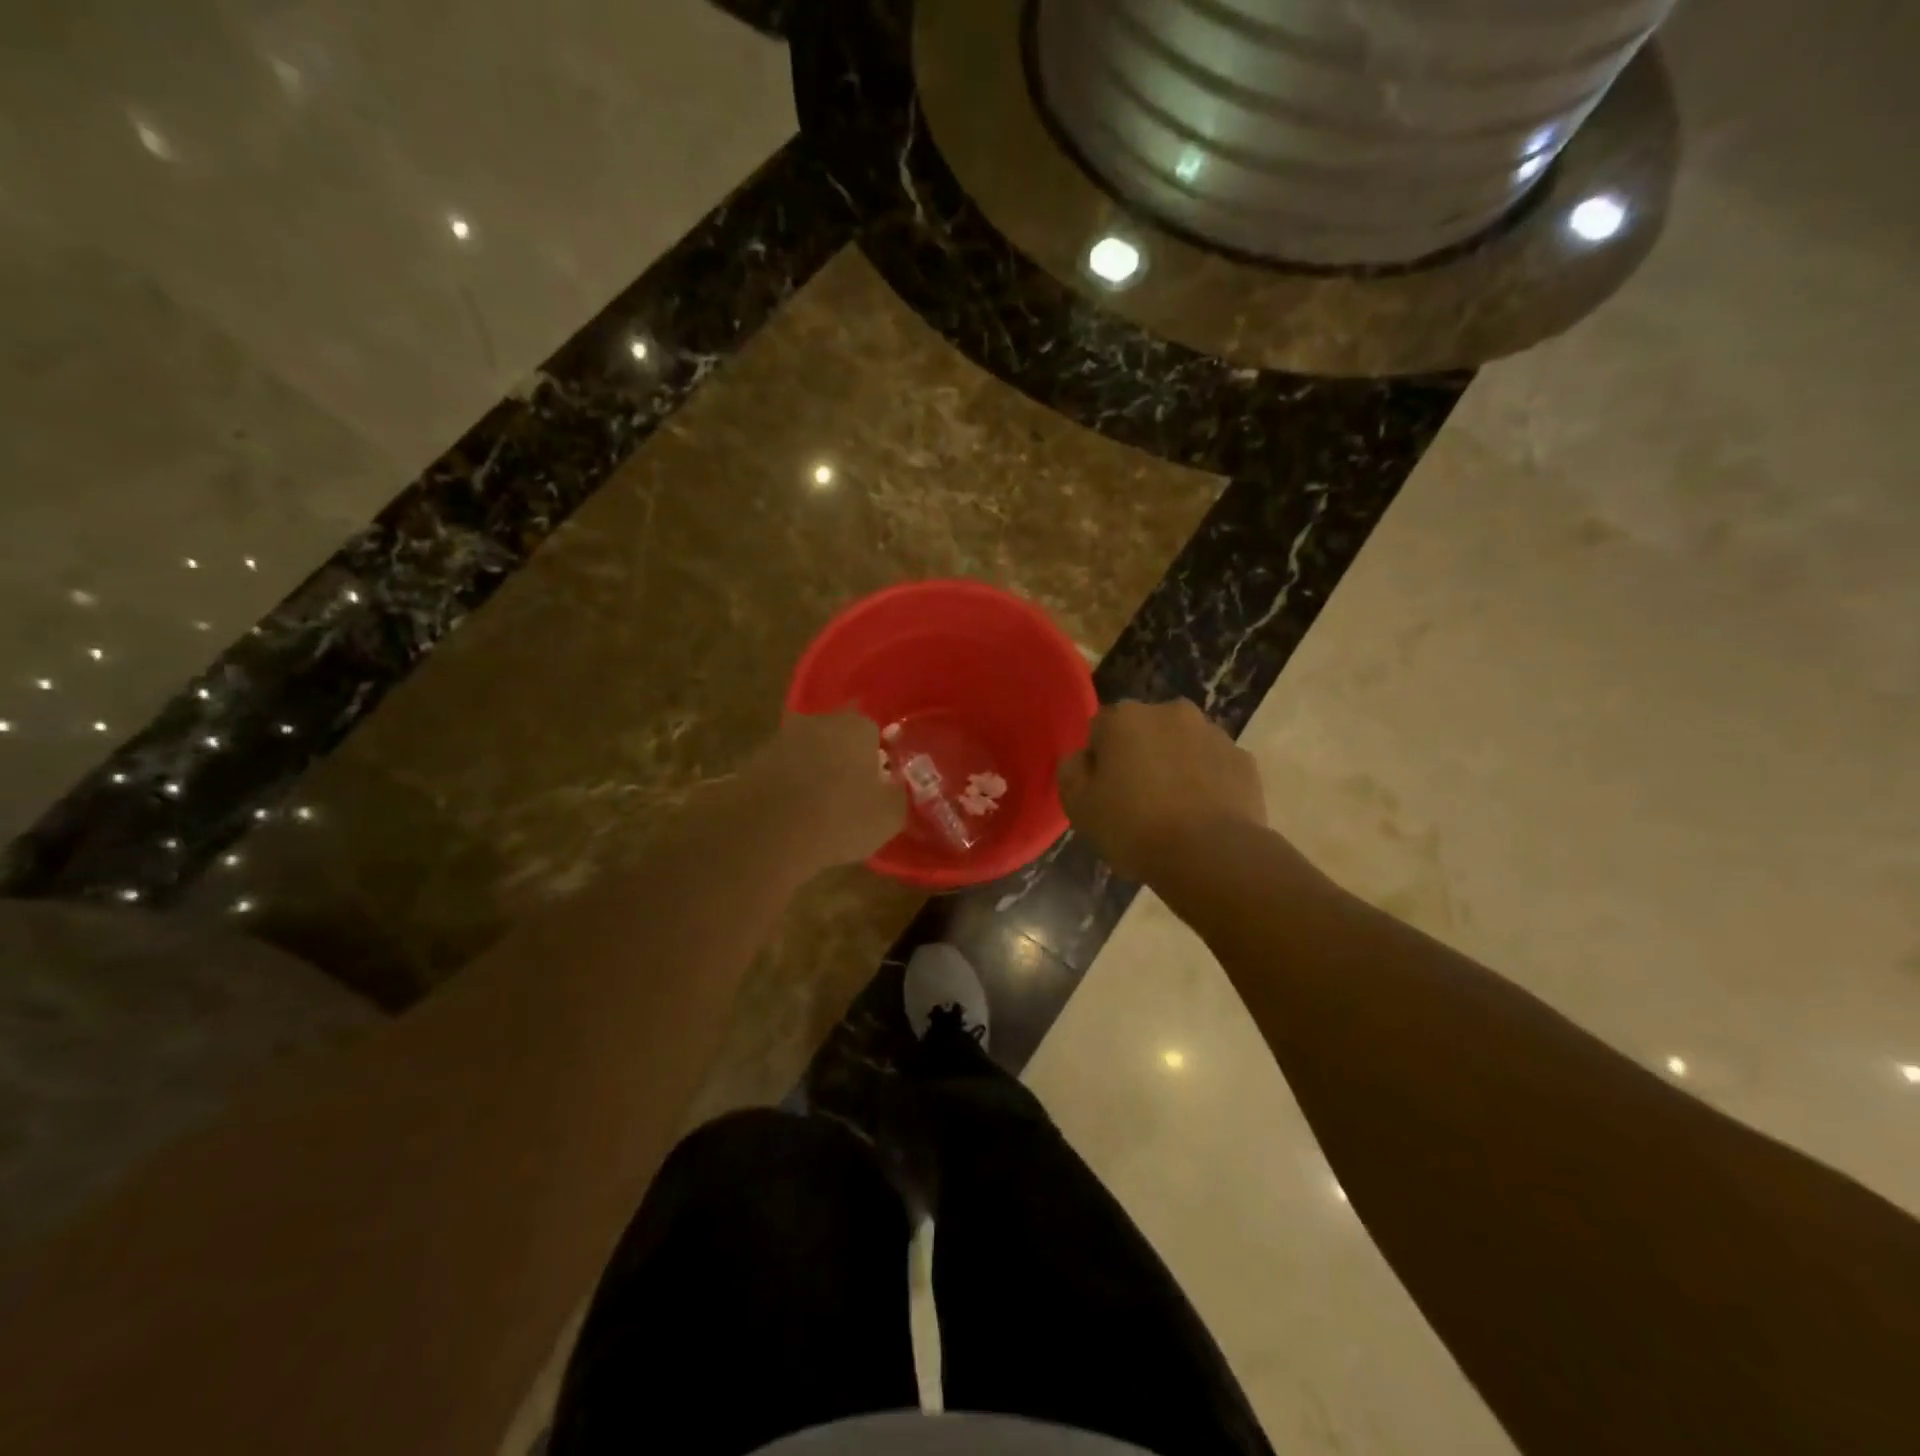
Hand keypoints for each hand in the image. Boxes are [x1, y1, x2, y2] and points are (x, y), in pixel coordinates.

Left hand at [739, 711, 907, 873]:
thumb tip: (894, 789)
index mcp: (857, 726)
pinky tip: (794, 815)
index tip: (880, 782)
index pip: (875, 731)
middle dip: (846, 759)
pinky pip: (784, 772)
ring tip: (821, 808)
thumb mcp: (888, 816)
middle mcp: (819, 721)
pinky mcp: (754, 761)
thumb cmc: (839, 817)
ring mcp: (782, 739)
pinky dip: (790, 787)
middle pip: (840, 737)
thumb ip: (897, 795)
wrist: (765, 832)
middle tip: (853, 794)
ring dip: (816, 772)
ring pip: (809, 753)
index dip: (879, 757)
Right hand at [1057, 698, 1266, 879]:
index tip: (1103, 792)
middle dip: (1141, 756)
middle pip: (1145, 731)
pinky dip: (1207, 783)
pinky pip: (1215, 767)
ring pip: (1183, 746)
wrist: (1210, 855)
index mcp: (1125, 717)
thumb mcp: (1078, 806)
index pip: (1101, 729)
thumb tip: (1084, 758)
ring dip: (1176, 766)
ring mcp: (1213, 734)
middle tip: (1137, 800)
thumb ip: (1072, 771)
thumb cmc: (1133, 827)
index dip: (1099, 761)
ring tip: (1174, 812)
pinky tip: (1202, 817)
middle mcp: (1171, 712)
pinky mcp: (1245, 761)